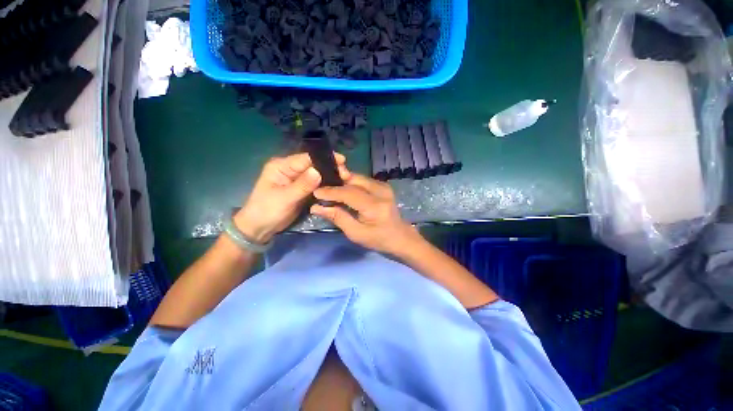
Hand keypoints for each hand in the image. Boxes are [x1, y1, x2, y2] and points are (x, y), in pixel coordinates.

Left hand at [234, 153, 348, 243]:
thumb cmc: (267, 211)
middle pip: (313, 164)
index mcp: (282, 166)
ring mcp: (297, 179)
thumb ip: (302, 185)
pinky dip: (325, 185)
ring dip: (329, 176)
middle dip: (329, 168)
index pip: (306, 158)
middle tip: (346, 174)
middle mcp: (290, 169)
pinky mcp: (301, 189)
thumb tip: (318, 171)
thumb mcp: (285, 198)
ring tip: (345, 179)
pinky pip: (315, 184)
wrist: (260, 228)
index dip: (324, 159)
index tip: (342, 161)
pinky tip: (336, 186)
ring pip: (316, 174)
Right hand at [310, 173, 423, 255]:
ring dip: (343, 181)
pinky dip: (351, 183)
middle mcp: (381, 191)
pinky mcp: (383, 186)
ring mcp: (384, 186)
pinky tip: (343, 189)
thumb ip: (338, 218)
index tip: (316, 192)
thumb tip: (317, 207)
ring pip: (357, 178)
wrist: (401, 237)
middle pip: (353, 180)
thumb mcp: (356, 234)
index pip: (349, 193)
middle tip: (321, 187)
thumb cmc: (379, 239)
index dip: (331, 191)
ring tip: (330, 188)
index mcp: (375, 206)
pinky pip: (363, 180)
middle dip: (336, 182)